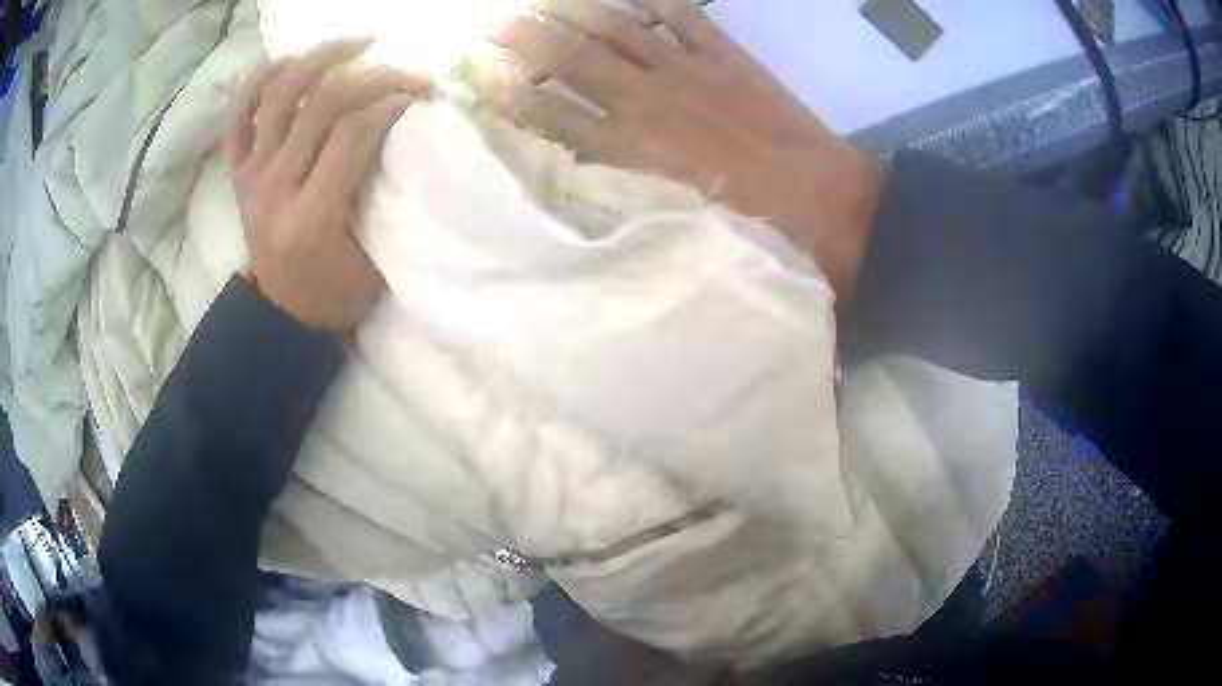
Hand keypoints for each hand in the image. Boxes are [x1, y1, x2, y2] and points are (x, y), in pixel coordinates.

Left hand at [220, 39, 432, 331]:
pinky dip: (261, 81)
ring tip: (358, 44)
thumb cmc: (333, 294)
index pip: (353, 133)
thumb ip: (386, 200)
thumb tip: (406, 138)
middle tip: (407, 73)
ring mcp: (250, 175)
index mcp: (310, 217)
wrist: (281, 315)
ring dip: (322, 58)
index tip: (421, 99)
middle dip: (373, 77)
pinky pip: (239, 116)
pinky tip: (292, 61)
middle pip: (322, 104)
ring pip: (280, 94)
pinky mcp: (237, 173)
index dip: (392, 103)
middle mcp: (273, 187)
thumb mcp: (374, 260)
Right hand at [484, 0, 880, 296]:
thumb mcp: (676, 226)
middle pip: (573, 59)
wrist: (828, 204)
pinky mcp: (727, 55)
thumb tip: (581, 171)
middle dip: (527, 39)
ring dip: (573, 9)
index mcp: (632, 152)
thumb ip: (625, 193)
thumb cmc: (753, 229)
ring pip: (616, 27)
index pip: (553, 116)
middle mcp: (648, 102)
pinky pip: (680, 14)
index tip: (479, 79)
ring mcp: (688, 70)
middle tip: (493, 24)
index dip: (512, 94)